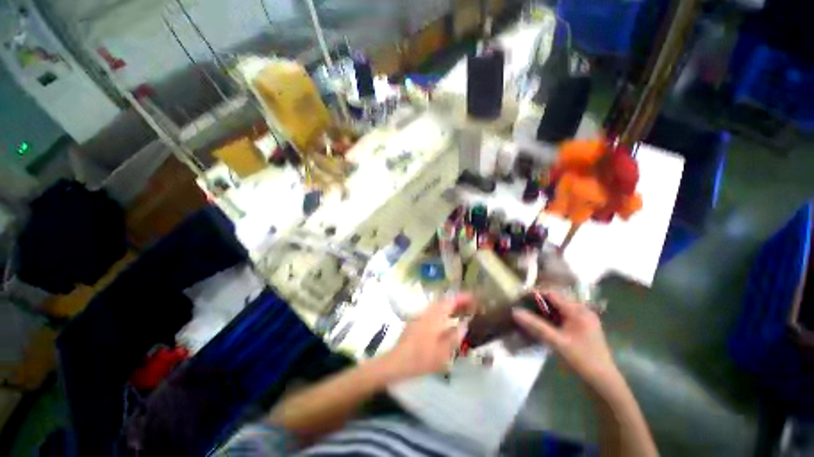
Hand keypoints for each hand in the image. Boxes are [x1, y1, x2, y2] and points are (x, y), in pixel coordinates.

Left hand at [384, 294, 474, 380]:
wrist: (397, 361)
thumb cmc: (421, 358)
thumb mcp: (443, 352)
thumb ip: (455, 337)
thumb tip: (464, 325)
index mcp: (435, 316)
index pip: (451, 301)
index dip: (463, 298)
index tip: (474, 297)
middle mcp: (427, 312)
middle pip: (444, 301)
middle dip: (457, 301)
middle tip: (470, 306)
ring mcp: (420, 315)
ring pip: (438, 306)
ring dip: (450, 307)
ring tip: (460, 313)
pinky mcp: (416, 321)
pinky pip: (432, 312)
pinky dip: (442, 313)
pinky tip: (446, 322)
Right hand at [512, 292, 617, 387]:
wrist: (604, 382)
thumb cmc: (582, 361)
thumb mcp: (557, 343)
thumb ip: (536, 326)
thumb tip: (515, 311)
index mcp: (578, 311)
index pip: (552, 294)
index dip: (535, 293)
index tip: (520, 296)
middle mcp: (582, 311)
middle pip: (556, 298)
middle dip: (538, 300)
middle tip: (522, 304)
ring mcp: (583, 318)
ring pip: (559, 307)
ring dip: (544, 308)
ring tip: (528, 311)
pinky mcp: (582, 327)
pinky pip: (563, 315)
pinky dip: (551, 315)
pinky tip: (542, 322)